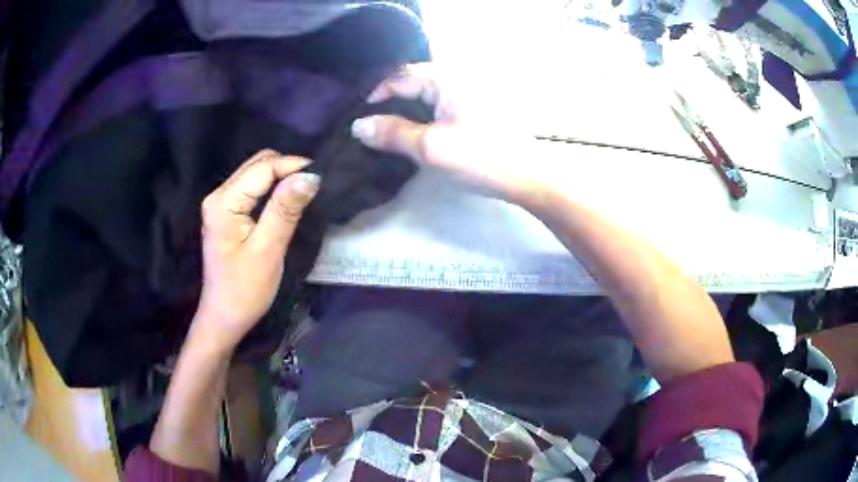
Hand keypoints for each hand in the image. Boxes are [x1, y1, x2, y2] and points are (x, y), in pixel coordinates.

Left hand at [192, 149, 319, 353]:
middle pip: (257, 164)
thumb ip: (285, 209)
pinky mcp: (226, 212)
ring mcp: (221, 203)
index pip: (263, 168)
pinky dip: (272, 187)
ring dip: (281, 176)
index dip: (293, 166)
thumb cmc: (245, 290)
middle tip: (313, 186)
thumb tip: (310, 175)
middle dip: (287, 168)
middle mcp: (219, 195)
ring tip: (304, 191)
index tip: (322, 177)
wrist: (225, 318)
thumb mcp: (268, 250)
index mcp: (224, 202)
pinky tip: (286, 199)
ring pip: (255, 172)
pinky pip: (252, 187)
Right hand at [350, 63, 545, 205]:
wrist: (528, 177)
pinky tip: (418, 131)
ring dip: (407, 108)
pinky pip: (441, 102)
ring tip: (390, 130)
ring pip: (427, 92)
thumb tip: (358, 126)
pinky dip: (425, 113)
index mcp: (447, 77)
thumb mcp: (430, 148)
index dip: (375, 95)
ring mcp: (470, 89)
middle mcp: (458, 76)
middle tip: (373, 126)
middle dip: (390, 101)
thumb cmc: (480, 158)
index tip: (360, 119)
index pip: (399, 76)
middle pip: (413, 81)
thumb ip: (392, 133)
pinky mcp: (476, 105)